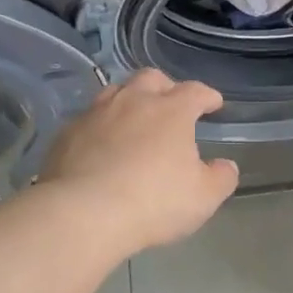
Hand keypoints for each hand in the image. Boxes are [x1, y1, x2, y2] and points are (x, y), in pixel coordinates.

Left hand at [39, 70, 239, 251]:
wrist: (84, 213)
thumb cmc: (154, 202)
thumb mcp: (203, 197)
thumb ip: (220, 178)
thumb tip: (225, 166)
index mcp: (171, 111)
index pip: (195, 91)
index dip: (207, 96)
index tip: (213, 104)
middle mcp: (132, 101)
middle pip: (151, 79)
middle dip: (165, 87)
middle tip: (171, 104)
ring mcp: (95, 114)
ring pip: (115, 92)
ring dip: (129, 100)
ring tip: (134, 119)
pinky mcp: (67, 134)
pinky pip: (88, 120)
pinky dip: (100, 126)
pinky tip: (101, 145)